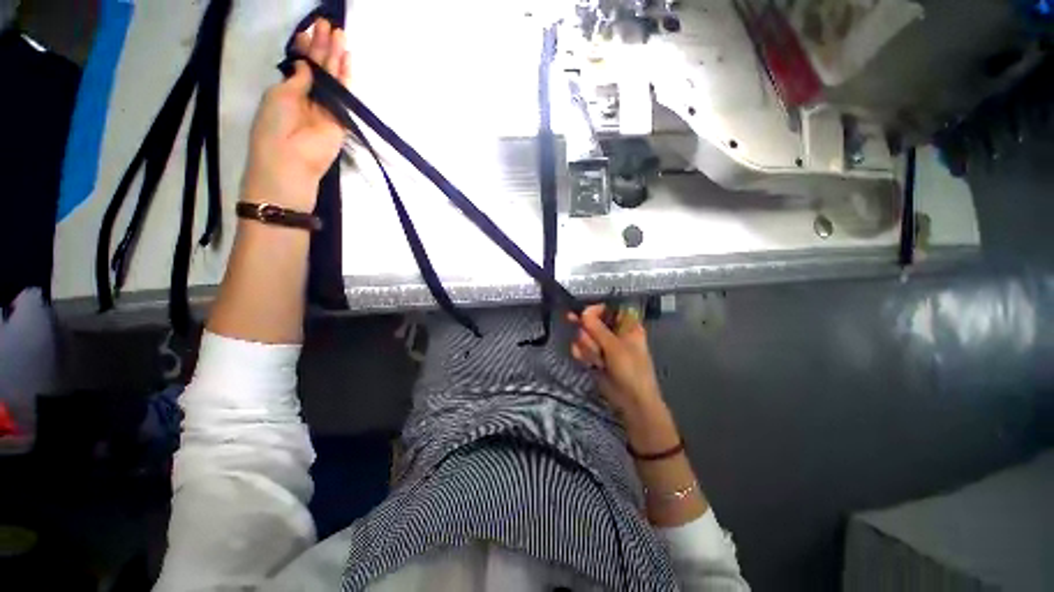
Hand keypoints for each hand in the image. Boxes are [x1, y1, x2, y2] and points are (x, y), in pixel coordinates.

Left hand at [241, 19, 350, 211]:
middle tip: (328, 24)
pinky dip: (347, 78)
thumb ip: (296, 79)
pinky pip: (345, 95)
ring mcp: (326, 107)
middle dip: (322, 46)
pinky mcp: (341, 119)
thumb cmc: (274, 125)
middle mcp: (309, 96)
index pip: (301, 64)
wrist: (291, 159)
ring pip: (333, 78)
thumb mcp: (279, 95)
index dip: (305, 47)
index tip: (310, 30)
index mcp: (288, 90)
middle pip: (318, 68)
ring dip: (335, 56)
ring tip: (339, 33)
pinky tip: (348, 59)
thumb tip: (308, 65)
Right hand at [569, 304, 679, 453]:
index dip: (594, 310)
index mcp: (626, 325)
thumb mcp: (615, 347)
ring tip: (598, 360)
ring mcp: (602, 344)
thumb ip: (597, 328)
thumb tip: (583, 312)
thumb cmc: (631, 370)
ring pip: (584, 335)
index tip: (584, 315)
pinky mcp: (594, 356)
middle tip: (586, 338)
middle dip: (588, 331)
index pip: (607, 308)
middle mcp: (613, 332)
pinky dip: (582, 354)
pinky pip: (581, 348)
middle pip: (591, 321)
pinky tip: (590, 363)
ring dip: (587, 347)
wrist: (631, 401)